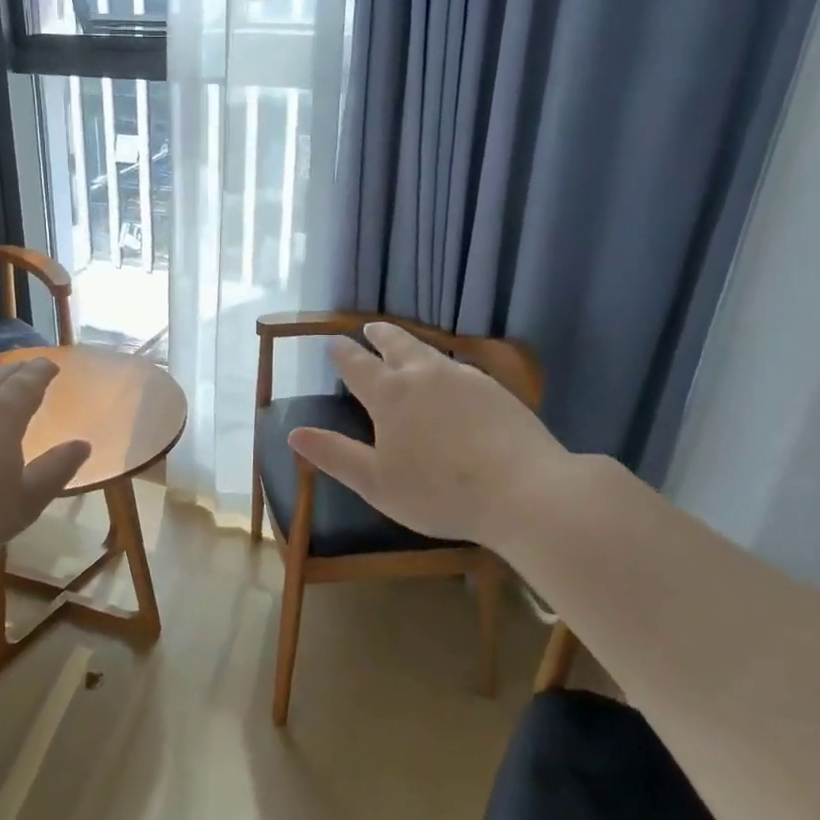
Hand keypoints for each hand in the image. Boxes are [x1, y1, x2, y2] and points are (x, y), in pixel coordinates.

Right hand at [288, 323, 565, 549]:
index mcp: (390, 395)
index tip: (332, 342)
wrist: (526, 492)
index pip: (357, 365)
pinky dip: (442, 366)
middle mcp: (425, 376)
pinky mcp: (496, 391)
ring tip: (405, 346)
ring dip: (411, 345)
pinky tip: (450, 379)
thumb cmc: (439, 492)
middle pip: (397, 344)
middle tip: (369, 328)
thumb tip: (294, 433)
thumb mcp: (376, 482)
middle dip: (378, 335)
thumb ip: (335, 455)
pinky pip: (459, 369)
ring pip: (430, 352)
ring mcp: (465, 379)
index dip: (342, 353)